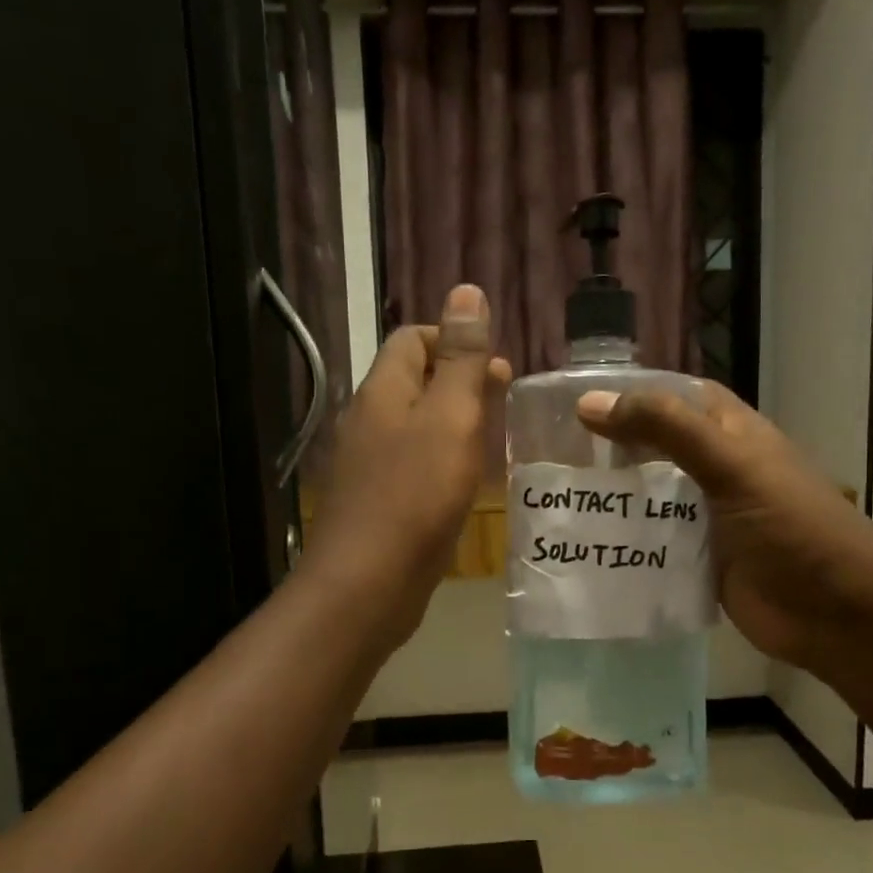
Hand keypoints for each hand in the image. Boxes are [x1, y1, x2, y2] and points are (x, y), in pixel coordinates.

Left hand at [301, 285, 510, 652]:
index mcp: (383, 390)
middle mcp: (369, 419)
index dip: (453, 338)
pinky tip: (466, 481)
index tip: (494, 367)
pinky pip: (414, 463)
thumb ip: (462, 358)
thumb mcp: (451, 417)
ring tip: (493, 439)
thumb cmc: (417, 494)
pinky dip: (442, 459)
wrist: (370, 582)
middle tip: (503, 401)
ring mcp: (370, 463)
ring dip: (454, 421)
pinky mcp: (379, 500)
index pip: (412, 338)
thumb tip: (466, 291)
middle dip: (460, 381)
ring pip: (416, 424)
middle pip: (414, 380)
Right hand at [575, 382, 865, 672]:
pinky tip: (585, 546)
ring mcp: (709, 518)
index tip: (578, 402)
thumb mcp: (730, 464)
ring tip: (556, 498)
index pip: (676, 397)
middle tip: (552, 453)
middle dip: (612, 449)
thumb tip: (590, 403)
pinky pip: (655, 545)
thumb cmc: (790, 525)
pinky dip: (626, 544)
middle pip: (656, 448)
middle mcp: (718, 470)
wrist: (837, 612)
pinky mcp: (702, 562)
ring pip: (652, 499)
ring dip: (614, 499)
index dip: (633, 393)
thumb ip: (665, 428)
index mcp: (731, 434)